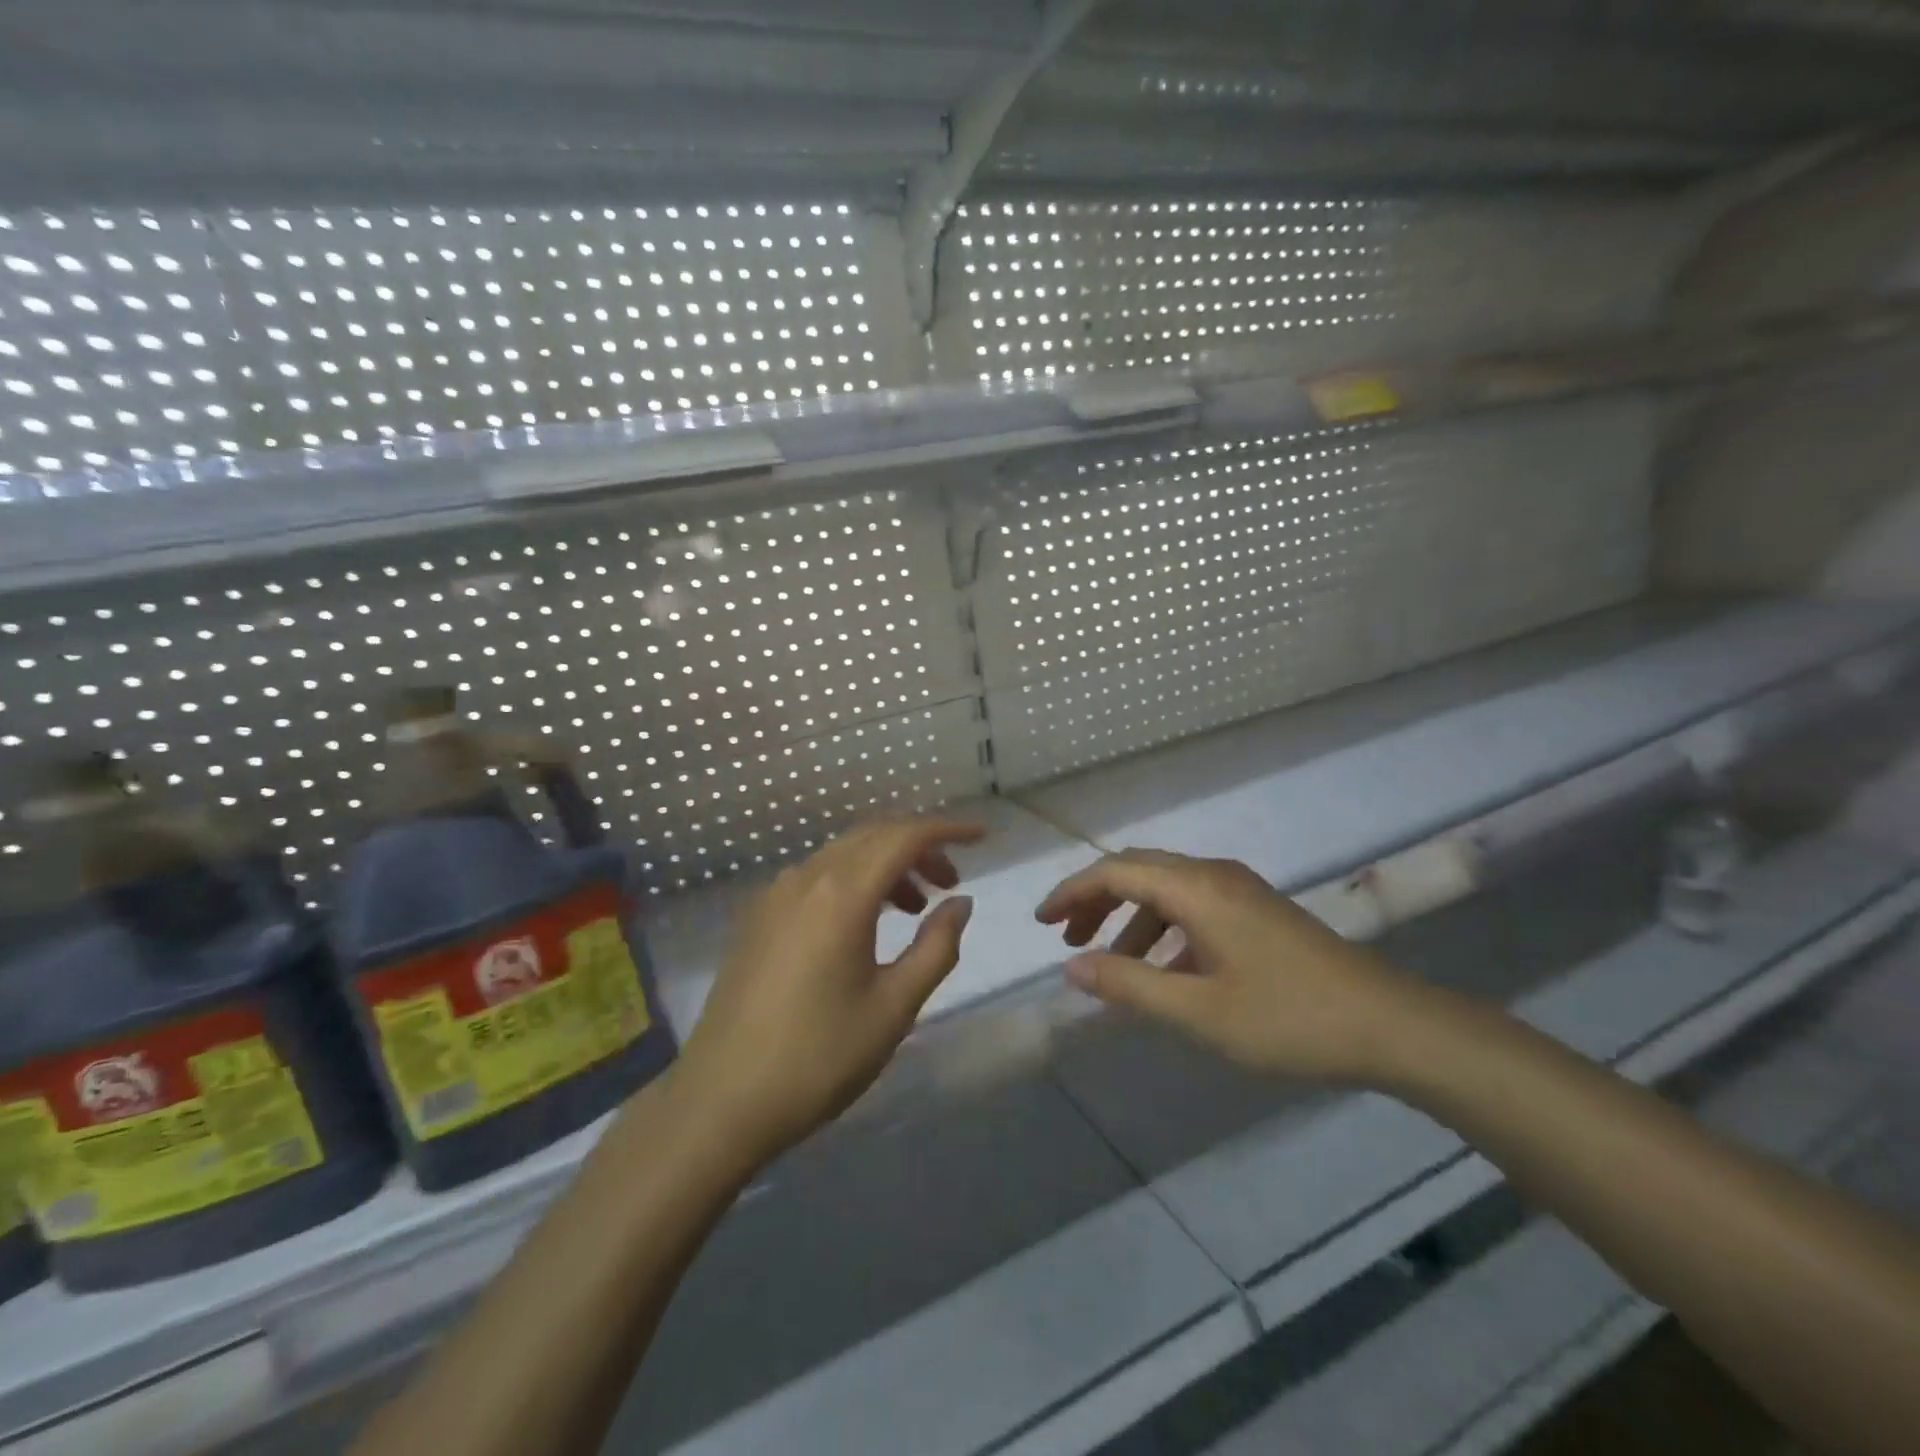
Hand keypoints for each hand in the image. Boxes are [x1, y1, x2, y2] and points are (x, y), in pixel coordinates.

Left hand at [674, 816, 983, 1165]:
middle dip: (918, 848)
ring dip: (885, 865)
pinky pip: (816, 876)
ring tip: (915, 908)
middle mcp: (806, 878)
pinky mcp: (757, 916)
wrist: (721, 1100)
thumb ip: (936, 947)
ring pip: (843, 854)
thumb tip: (960, 903)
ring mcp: (775, 895)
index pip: (904, 837)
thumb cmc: (818, 1058)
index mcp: (842, 895)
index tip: (981, 837)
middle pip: (872, 836)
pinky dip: (853, 880)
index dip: (947, 830)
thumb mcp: (894, 1008)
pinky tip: (865, 921)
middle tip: (951, 882)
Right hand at [1036, 849, 1422, 1084]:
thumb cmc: (1287, 1017)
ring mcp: (1240, 891)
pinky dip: (1162, 930)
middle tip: (1066, 938)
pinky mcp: (1257, 911)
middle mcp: (1213, 875)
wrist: (1389, 1025)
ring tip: (1109, 964)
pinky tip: (1163, 973)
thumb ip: (1128, 985)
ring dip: (1129, 918)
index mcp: (1195, 888)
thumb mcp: (1197, 1010)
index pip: (1115, 872)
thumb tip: (1071, 967)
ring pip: (1165, 890)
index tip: (1041, 923)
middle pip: (1137, 871)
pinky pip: (1192, 907)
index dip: (1072, 893)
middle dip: (1095, 901)